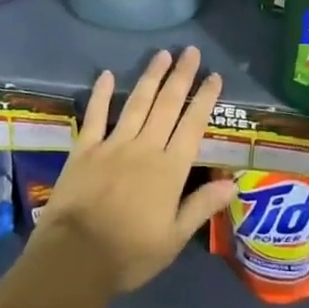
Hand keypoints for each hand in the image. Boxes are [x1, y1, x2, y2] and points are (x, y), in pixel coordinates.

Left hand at [32, 47, 236, 292]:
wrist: (76, 256)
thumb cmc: (130, 253)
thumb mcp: (174, 238)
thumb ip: (202, 206)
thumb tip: (232, 182)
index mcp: (170, 169)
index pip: (193, 126)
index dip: (204, 99)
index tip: (214, 76)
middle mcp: (145, 148)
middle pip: (167, 105)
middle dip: (181, 77)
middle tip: (190, 51)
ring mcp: (113, 144)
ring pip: (137, 103)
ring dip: (151, 77)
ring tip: (162, 54)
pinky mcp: (85, 149)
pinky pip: (95, 116)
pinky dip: (102, 94)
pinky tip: (107, 75)